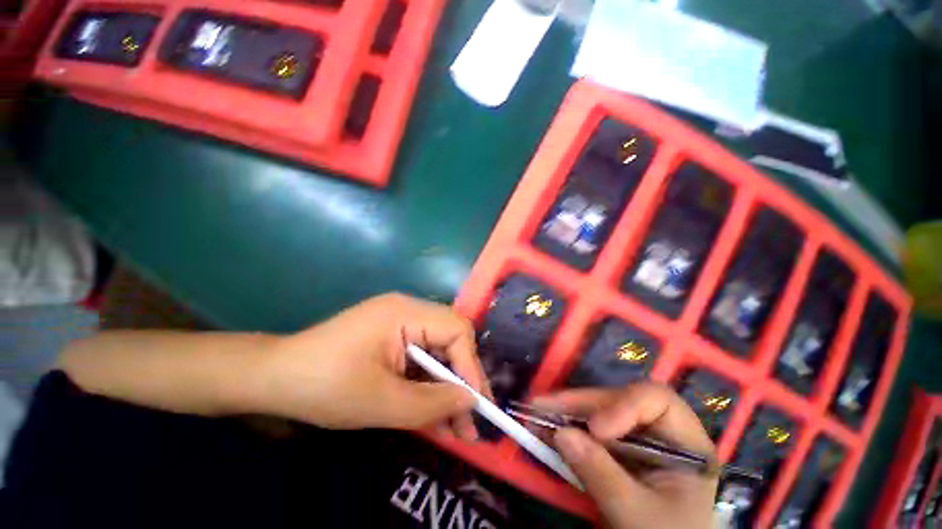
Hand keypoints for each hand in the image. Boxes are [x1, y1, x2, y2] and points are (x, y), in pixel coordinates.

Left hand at [251, 293, 488, 437]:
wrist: (274, 379)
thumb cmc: (324, 386)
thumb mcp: (381, 402)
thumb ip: (432, 403)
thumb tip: (471, 402)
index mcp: (405, 312)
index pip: (456, 329)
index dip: (470, 366)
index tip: (476, 405)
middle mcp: (408, 309)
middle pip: (451, 340)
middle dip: (462, 381)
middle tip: (470, 422)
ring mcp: (400, 322)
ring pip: (438, 352)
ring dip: (447, 388)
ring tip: (456, 429)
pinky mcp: (393, 337)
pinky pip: (422, 357)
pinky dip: (429, 385)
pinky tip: (433, 413)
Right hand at [532, 383, 717, 528]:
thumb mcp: (637, 515)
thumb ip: (602, 475)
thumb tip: (561, 434)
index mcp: (685, 442)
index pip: (657, 400)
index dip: (624, 404)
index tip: (596, 429)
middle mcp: (659, 431)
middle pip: (618, 400)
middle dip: (580, 404)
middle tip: (543, 406)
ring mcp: (635, 439)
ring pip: (599, 411)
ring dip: (567, 412)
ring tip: (537, 411)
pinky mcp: (615, 449)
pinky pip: (588, 430)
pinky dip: (566, 428)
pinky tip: (545, 428)